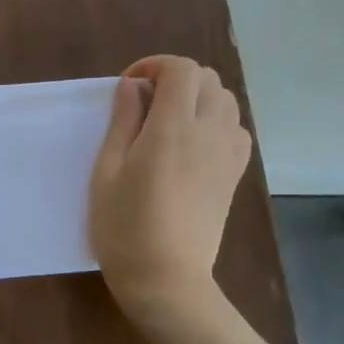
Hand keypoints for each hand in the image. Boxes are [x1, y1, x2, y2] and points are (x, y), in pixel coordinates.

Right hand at [89, 55, 250, 319]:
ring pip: (226, 101)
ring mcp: (227, 154)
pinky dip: (218, 122)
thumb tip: (131, 86)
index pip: (180, 69)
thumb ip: (122, 122)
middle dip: (175, 78)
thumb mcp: (107, 172)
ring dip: (198, 98)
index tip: (129, 87)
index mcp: (172, 128)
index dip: (154, 66)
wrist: (166, 278)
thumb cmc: (123, 226)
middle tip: (144, 103)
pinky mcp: (234, 175)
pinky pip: (237, 129)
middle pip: (207, 79)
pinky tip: (193, 144)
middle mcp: (208, 132)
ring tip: (169, 121)